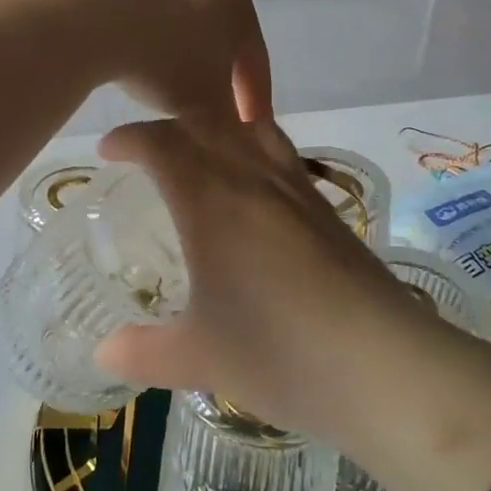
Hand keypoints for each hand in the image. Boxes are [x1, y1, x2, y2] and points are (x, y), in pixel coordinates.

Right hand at [93, 116, 490, 490]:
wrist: (387, 367)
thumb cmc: (280, 353)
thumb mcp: (200, 358)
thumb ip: (144, 352)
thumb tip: (103, 353)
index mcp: (212, 201)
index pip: (163, 143)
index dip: (130, 138)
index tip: (109, 151)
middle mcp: (255, 179)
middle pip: (207, 124)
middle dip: (168, 127)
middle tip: (146, 152)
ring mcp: (299, 190)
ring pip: (252, 130)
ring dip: (217, 129)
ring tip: (199, 156)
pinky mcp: (330, 209)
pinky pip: (282, 155)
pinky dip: (254, 150)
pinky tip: (254, 192)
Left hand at [99, 0, 272, 123]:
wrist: (104, 24)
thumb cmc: (171, 64)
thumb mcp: (211, 108)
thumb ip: (231, 125)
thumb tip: (237, 138)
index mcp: (241, 10)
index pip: (258, 65)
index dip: (256, 104)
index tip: (249, 133)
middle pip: (224, 53)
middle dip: (221, 90)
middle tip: (217, 122)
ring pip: (190, 45)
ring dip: (189, 77)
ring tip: (178, 109)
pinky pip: (159, 38)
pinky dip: (160, 63)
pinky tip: (147, 84)